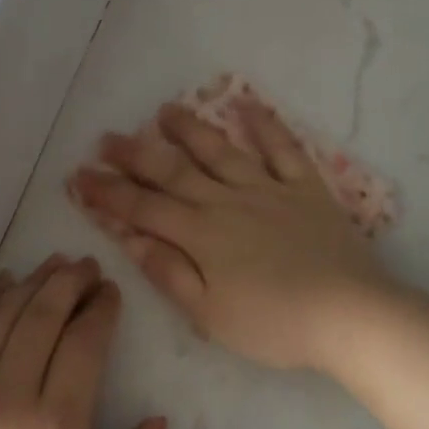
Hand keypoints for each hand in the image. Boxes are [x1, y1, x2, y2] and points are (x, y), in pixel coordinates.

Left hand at [0, 256, 166, 428]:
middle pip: (43, 316)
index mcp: (57, 427)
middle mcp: (11, 397)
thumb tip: (157, 422)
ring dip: (32, 283)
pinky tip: (2, 286)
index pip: (84, 343)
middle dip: (70, 282)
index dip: (101, 308)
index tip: (111, 291)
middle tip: (87, 264)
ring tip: (53, 264)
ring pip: (3, 318)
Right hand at [68, 98, 396, 372]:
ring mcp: (268, 188)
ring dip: (189, 129)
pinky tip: (247, 104)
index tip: (80, 176)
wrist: (348, 314)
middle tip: (107, 138)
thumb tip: (129, 238)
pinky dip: (265, 125)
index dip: (109, 192)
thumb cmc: (274, 324)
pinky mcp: (304, 187)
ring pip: (220, 150)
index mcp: (201, 235)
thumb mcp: (209, 314)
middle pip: (174, 172)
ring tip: (164, 110)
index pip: (143, 208)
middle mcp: (228, 201)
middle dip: (136, 155)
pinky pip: (282, 148)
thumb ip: (168, 272)